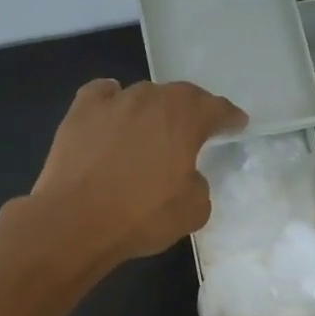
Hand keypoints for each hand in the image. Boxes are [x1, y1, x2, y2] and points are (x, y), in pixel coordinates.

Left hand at [29, 79, 246, 264]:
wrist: (77, 221)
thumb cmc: (142, 217)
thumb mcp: (194, 211)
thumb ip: (199, 185)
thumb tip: (187, 175)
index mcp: (184, 119)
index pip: (216, 108)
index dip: (229, 116)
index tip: (237, 123)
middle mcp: (150, 100)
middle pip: (180, 95)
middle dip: (194, 108)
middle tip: (199, 126)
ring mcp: (113, 102)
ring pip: (143, 94)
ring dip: (155, 108)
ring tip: (156, 127)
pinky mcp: (80, 112)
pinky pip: (104, 95)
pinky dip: (115, 99)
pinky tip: (115, 112)